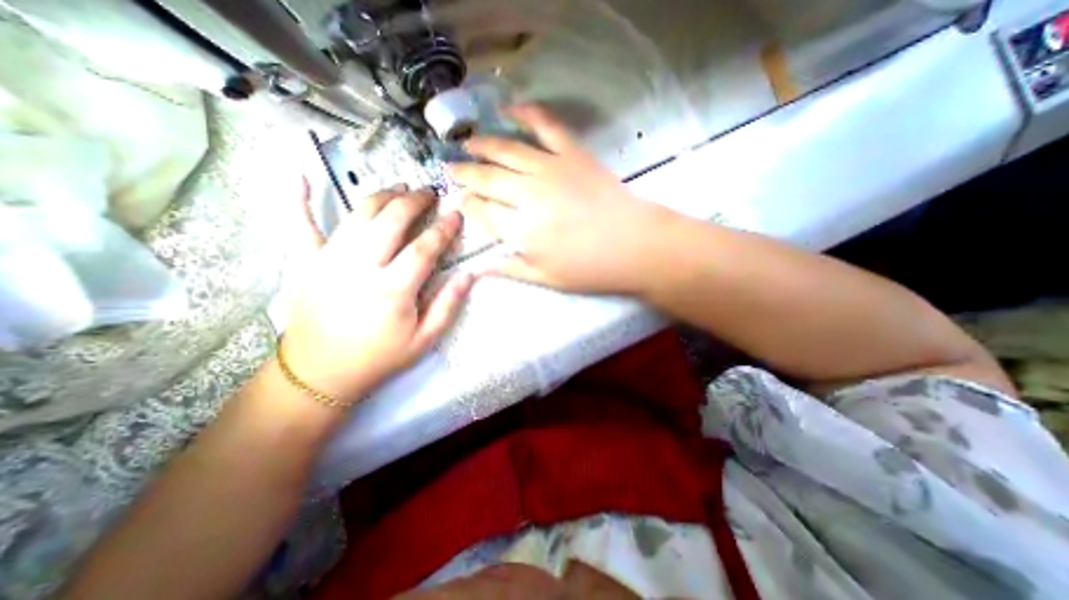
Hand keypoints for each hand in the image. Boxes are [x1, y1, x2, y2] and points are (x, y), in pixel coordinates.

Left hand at [281, 188, 472, 402]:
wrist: (321, 373)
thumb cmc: (379, 358)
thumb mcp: (424, 340)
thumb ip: (448, 305)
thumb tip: (470, 275)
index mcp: (393, 289)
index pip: (424, 248)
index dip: (443, 228)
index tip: (456, 214)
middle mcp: (360, 267)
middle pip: (391, 220)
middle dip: (414, 201)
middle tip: (429, 193)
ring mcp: (328, 260)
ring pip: (358, 215)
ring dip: (382, 196)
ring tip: (399, 188)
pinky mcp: (305, 262)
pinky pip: (298, 224)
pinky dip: (297, 198)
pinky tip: (299, 174)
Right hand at [447, 105, 669, 297]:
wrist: (636, 246)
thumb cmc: (591, 269)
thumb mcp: (547, 280)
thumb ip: (511, 269)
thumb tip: (479, 269)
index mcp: (521, 231)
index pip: (482, 212)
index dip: (468, 204)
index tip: (461, 200)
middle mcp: (528, 195)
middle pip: (487, 178)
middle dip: (465, 173)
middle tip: (451, 167)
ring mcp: (551, 169)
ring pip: (506, 150)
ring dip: (482, 145)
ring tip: (467, 142)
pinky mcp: (573, 154)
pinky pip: (546, 126)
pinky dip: (527, 113)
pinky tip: (510, 109)